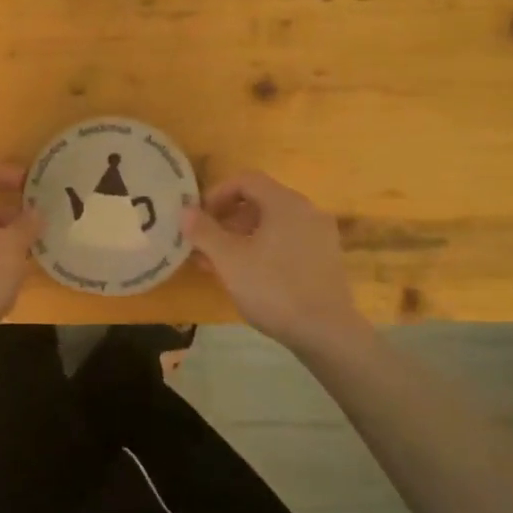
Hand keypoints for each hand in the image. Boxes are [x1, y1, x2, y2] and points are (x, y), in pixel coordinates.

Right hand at [183, 171, 363, 354]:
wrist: (327, 333)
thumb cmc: (273, 289)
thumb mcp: (229, 260)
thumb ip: (204, 231)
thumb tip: (185, 210)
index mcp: (285, 202)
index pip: (246, 180)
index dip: (217, 193)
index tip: (199, 218)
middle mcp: (307, 211)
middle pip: (260, 201)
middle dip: (227, 219)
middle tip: (205, 243)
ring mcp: (320, 235)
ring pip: (273, 224)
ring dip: (242, 236)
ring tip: (221, 264)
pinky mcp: (326, 259)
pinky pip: (288, 241)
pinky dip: (264, 249)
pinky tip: (249, 276)